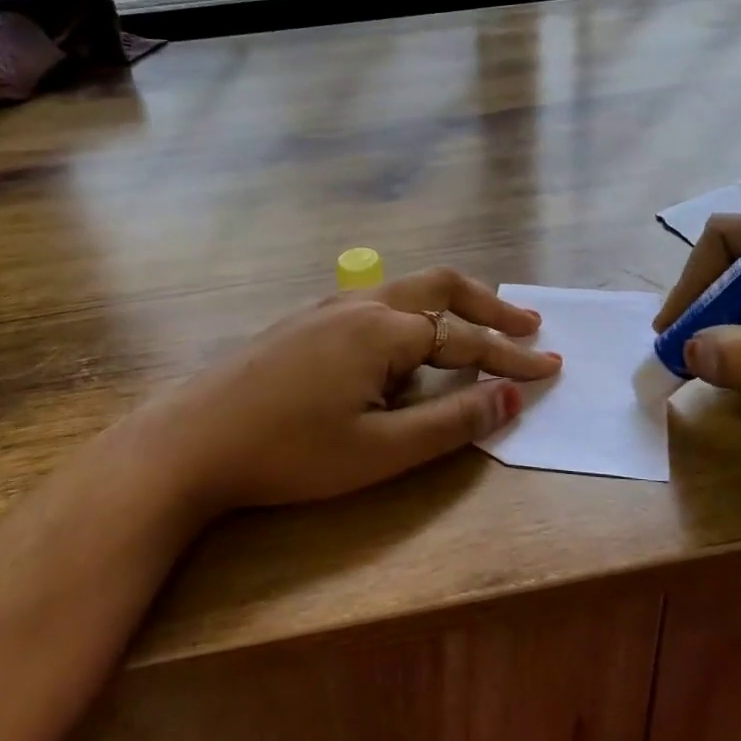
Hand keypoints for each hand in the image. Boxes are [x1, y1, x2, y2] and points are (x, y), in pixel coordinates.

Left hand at [142, 267, 560, 511]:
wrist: (189, 441)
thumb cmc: (290, 452)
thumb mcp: (380, 451)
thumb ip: (451, 422)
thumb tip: (510, 398)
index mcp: (383, 331)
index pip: (466, 341)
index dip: (512, 359)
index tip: (551, 368)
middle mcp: (360, 305)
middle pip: (441, 287)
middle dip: (490, 307)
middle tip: (527, 326)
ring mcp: (326, 308)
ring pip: (405, 292)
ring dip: (449, 309)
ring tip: (474, 336)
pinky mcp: (302, 322)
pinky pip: (373, 306)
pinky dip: (410, 319)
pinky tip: (401, 351)